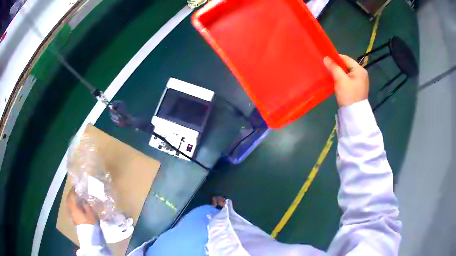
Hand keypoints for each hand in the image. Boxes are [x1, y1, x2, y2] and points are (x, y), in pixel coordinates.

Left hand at [67, 188, 97, 224]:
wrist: (89, 236)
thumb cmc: (90, 223)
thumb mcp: (91, 213)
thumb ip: (86, 204)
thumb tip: (82, 199)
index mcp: (73, 206)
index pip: (71, 195)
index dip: (73, 190)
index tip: (76, 186)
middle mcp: (70, 209)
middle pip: (68, 199)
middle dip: (71, 194)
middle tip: (76, 191)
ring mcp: (71, 214)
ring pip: (69, 204)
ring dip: (71, 200)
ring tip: (76, 198)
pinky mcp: (73, 218)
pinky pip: (70, 208)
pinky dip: (72, 205)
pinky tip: (77, 205)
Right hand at [323, 54, 368, 106]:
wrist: (354, 115)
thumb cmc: (348, 95)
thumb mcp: (340, 79)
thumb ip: (333, 67)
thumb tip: (326, 58)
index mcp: (360, 69)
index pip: (345, 58)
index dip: (335, 59)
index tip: (326, 62)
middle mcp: (362, 73)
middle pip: (346, 65)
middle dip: (337, 67)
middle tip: (328, 70)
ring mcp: (360, 81)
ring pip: (347, 73)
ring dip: (339, 74)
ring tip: (331, 76)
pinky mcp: (357, 88)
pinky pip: (348, 79)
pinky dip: (342, 79)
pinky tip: (337, 83)